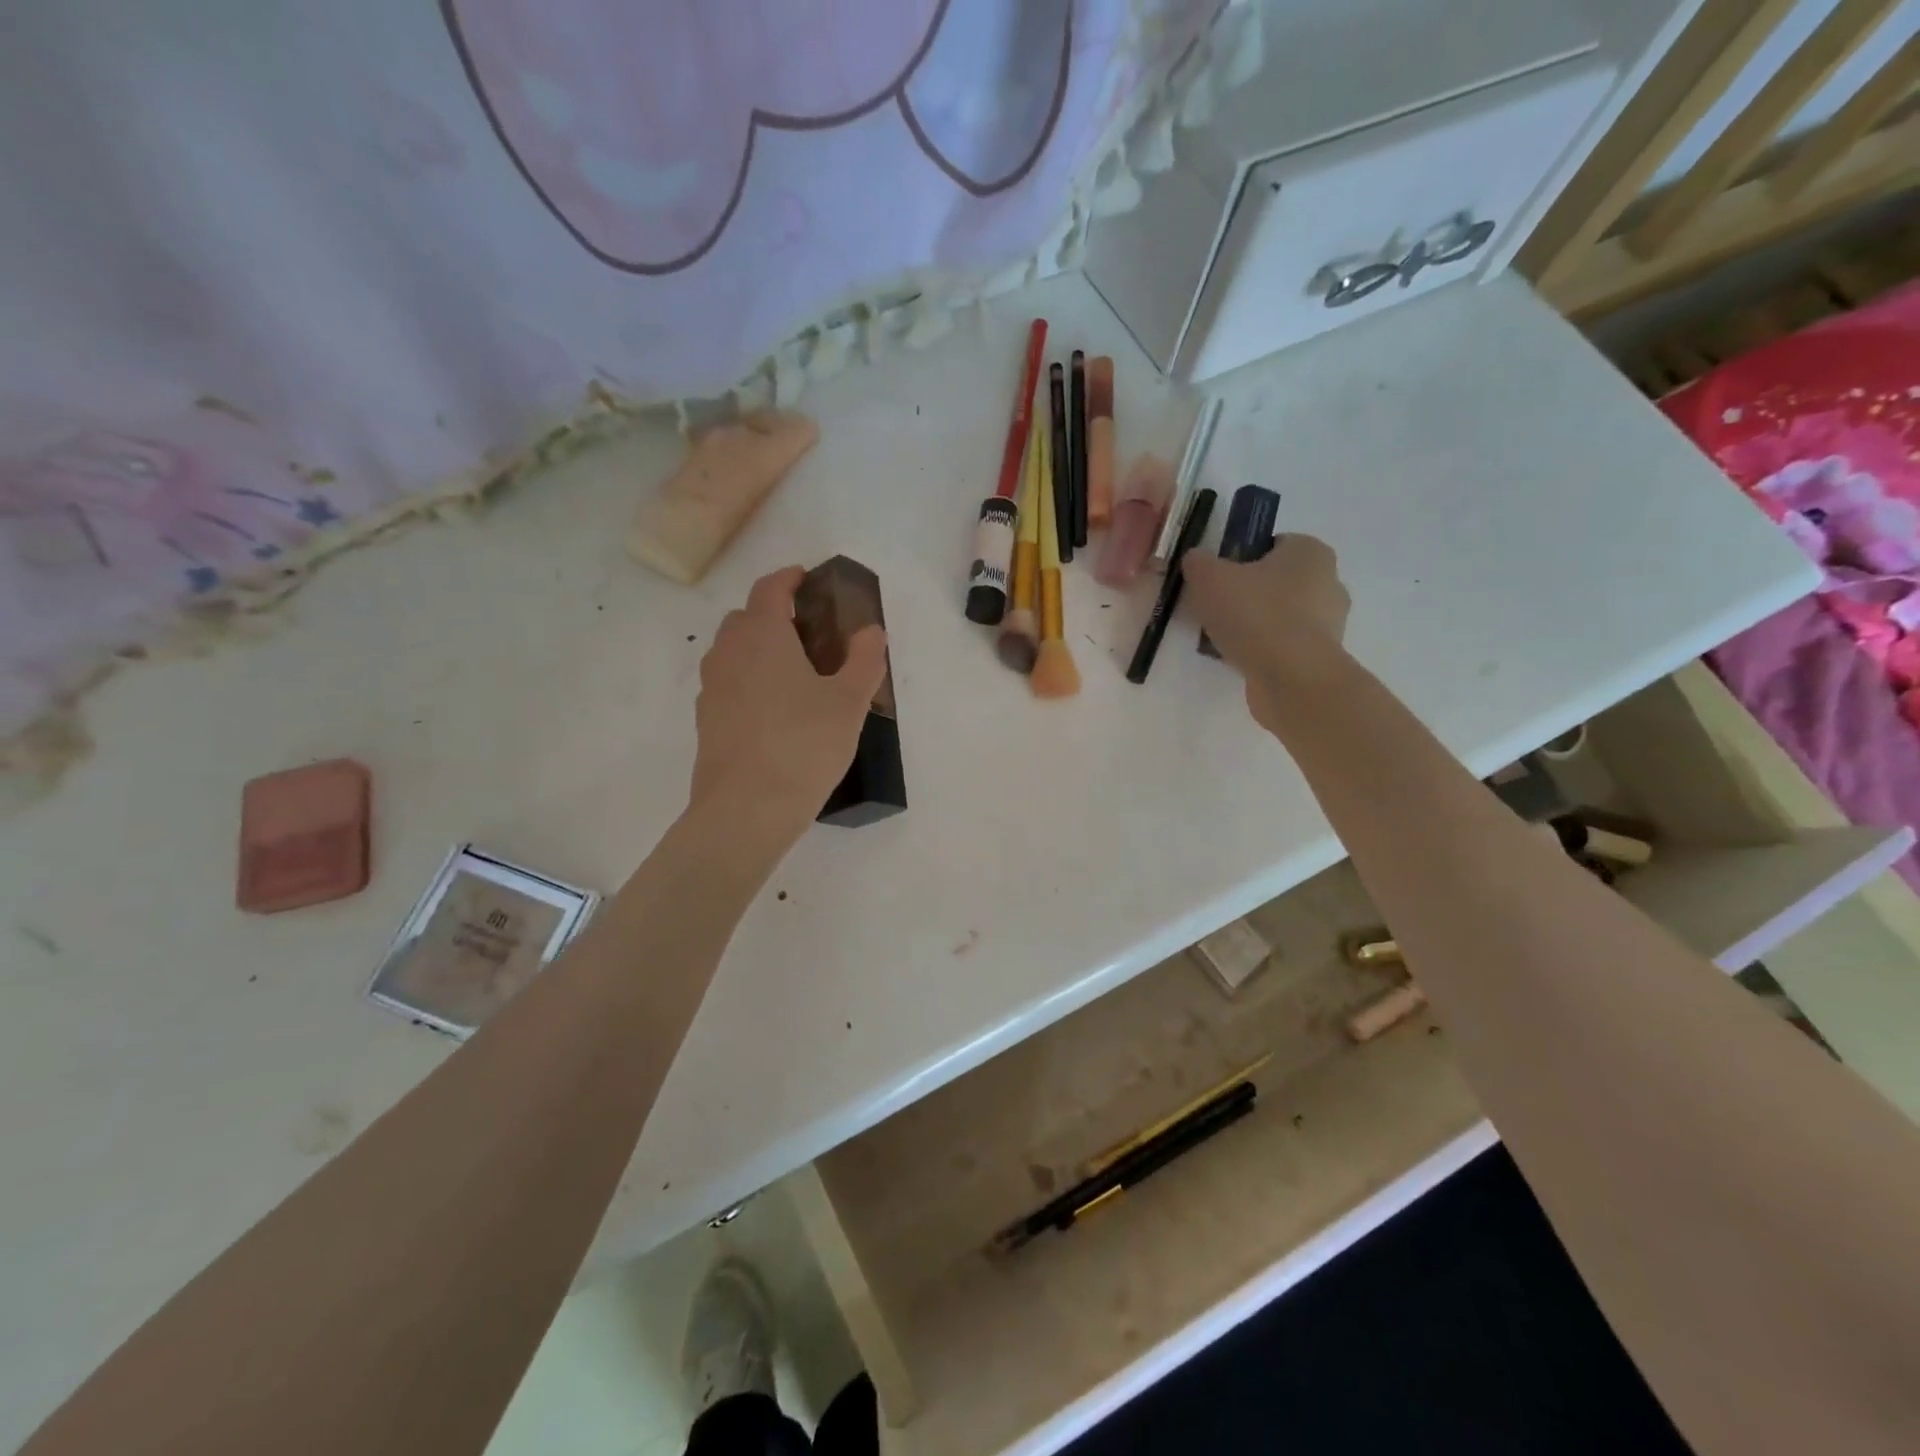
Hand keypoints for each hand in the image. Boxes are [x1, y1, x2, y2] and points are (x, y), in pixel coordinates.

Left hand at [689, 566, 887, 846]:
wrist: (746, 809)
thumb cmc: (804, 745)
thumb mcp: (849, 702)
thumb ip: (863, 660)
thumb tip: (871, 631)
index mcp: (762, 635)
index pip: (770, 589)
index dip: (789, 578)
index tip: (806, 578)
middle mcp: (729, 653)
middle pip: (745, 618)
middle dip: (772, 615)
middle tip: (807, 632)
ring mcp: (712, 688)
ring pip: (732, 652)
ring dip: (757, 649)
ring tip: (792, 672)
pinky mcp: (706, 720)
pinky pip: (727, 684)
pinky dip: (747, 681)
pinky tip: (773, 710)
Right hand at [1184, 535, 1350, 733]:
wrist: (1291, 678)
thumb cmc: (1255, 615)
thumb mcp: (1209, 578)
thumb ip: (1198, 563)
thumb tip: (1196, 561)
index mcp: (1310, 551)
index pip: (1273, 545)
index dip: (1241, 559)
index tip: (1217, 580)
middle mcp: (1329, 582)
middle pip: (1277, 582)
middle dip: (1248, 594)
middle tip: (1215, 609)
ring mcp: (1330, 623)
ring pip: (1281, 616)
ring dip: (1255, 625)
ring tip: (1222, 639)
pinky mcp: (1322, 658)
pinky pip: (1285, 646)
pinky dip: (1264, 651)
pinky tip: (1239, 660)